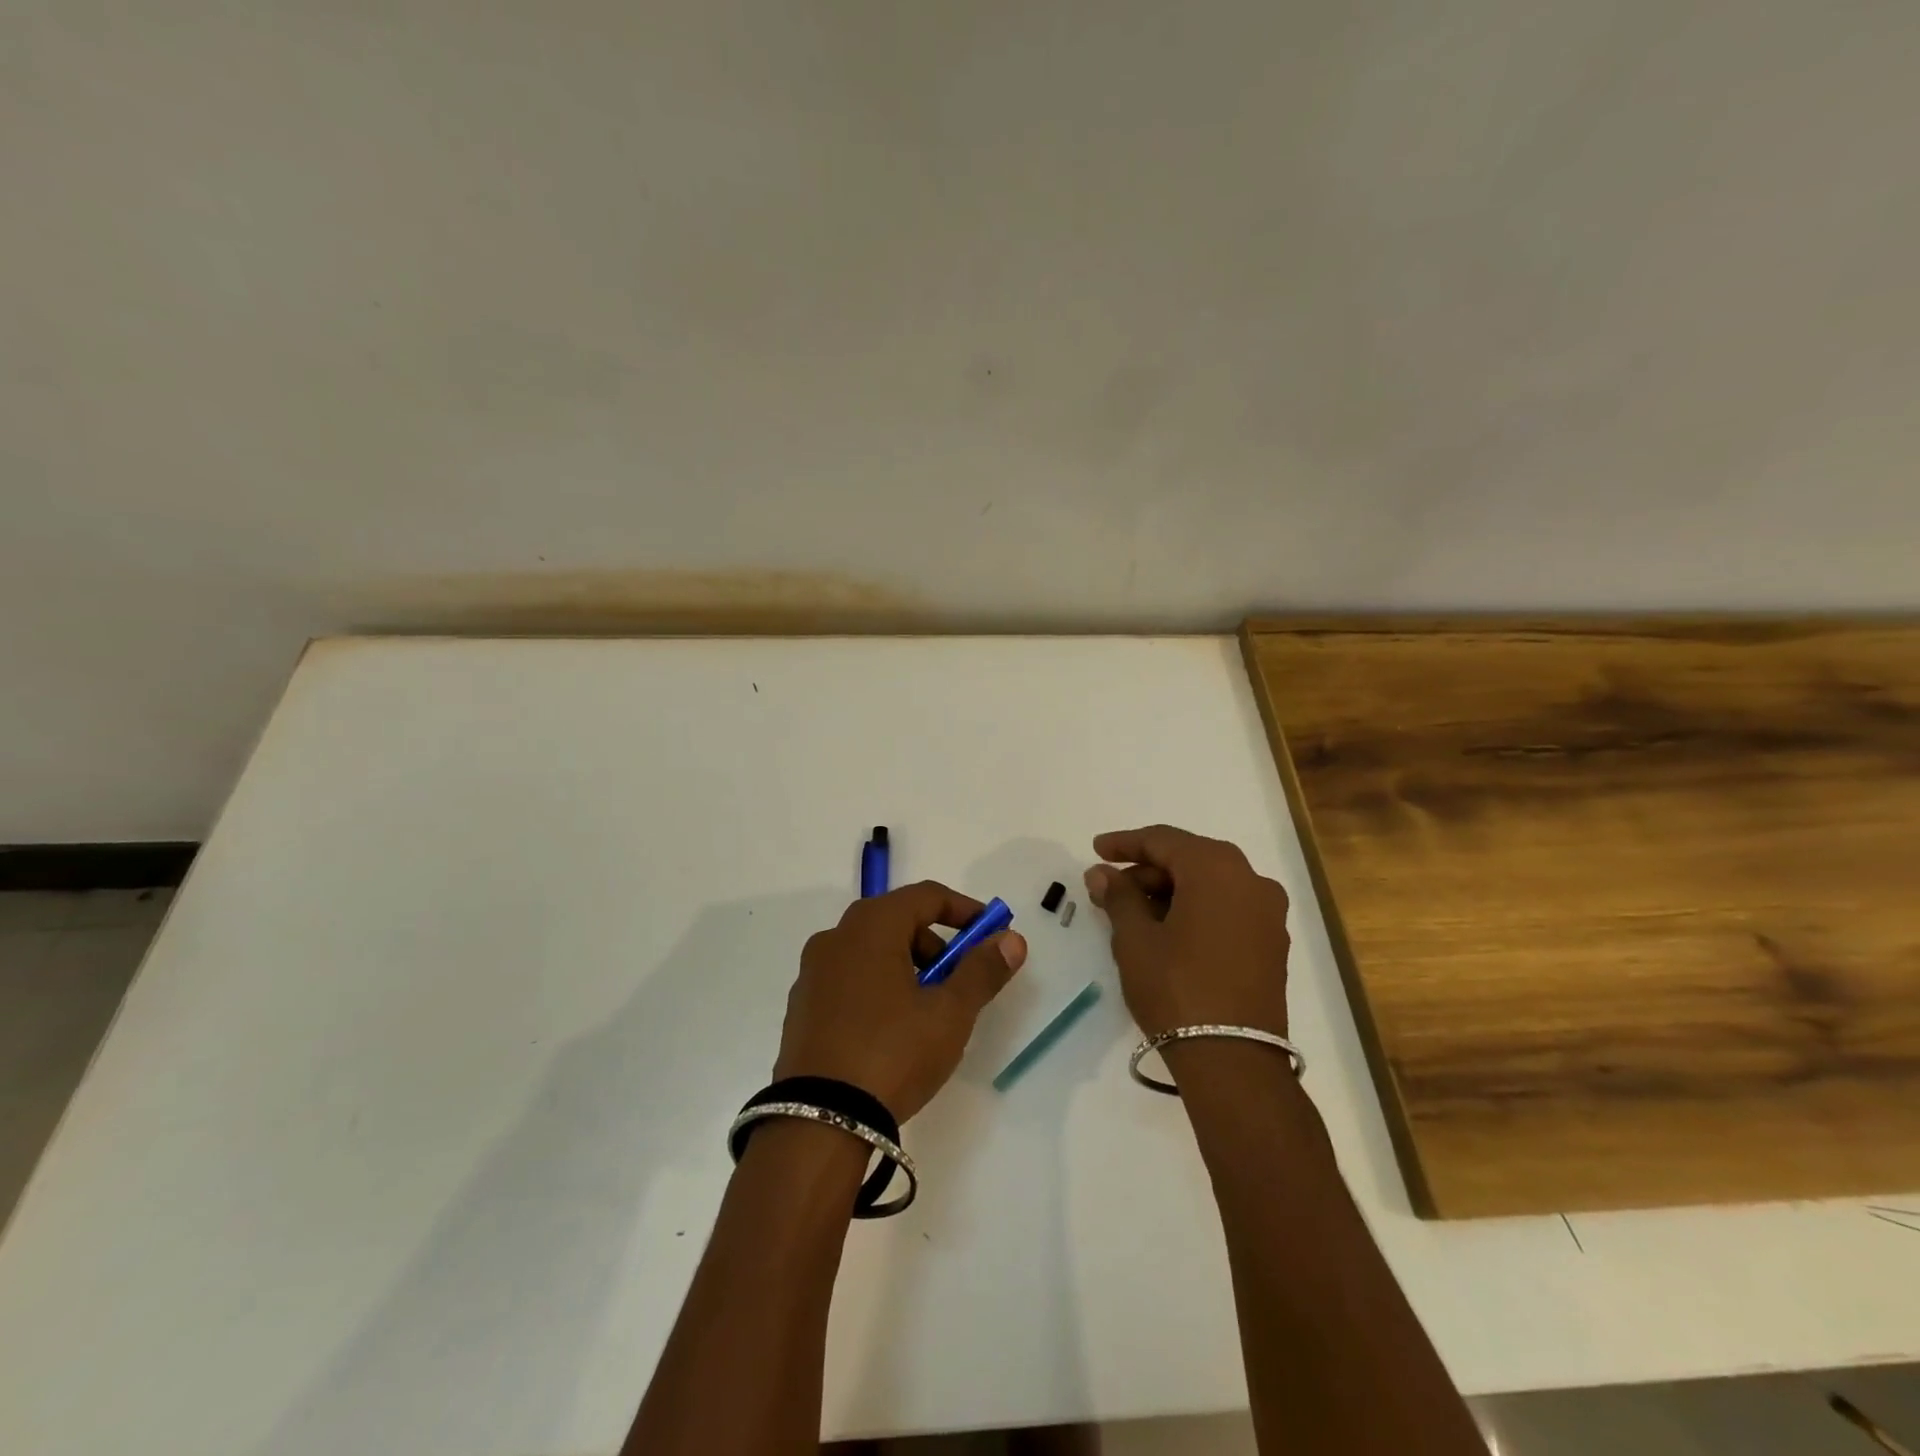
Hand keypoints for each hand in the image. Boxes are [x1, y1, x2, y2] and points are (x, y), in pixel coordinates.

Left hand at [773, 881, 1026, 1121]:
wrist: (819, 1122)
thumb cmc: (893, 1052)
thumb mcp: (950, 1013)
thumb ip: (982, 970)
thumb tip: (1011, 939)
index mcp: (871, 926)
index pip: (926, 896)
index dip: (964, 910)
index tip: (991, 934)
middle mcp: (836, 937)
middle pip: (896, 921)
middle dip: (936, 944)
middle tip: (959, 981)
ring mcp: (812, 973)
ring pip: (871, 951)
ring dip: (906, 966)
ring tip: (927, 1012)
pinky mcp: (801, 1007)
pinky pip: (848, 979)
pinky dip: (877, 986)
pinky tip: (890, 1030)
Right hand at [1084, 825, 1290, 1038]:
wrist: (1233, 1061)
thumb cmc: (1176, 988)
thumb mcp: (1135, 939)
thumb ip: (1118, 896)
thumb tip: (1102, 873)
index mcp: (1217, 869)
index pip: (1163, 840)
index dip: (1125, 843)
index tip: (1096, 851)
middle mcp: (1251, 880)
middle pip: (1189, 859)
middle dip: (1147, 871)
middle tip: (1110, 889)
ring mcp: (1268, 914)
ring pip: (1210, 884)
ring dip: (1170, 891)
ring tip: (1134, 914)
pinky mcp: (1271, 943)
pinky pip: (1227, 908)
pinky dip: (1196, 909)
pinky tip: (1168, 931)